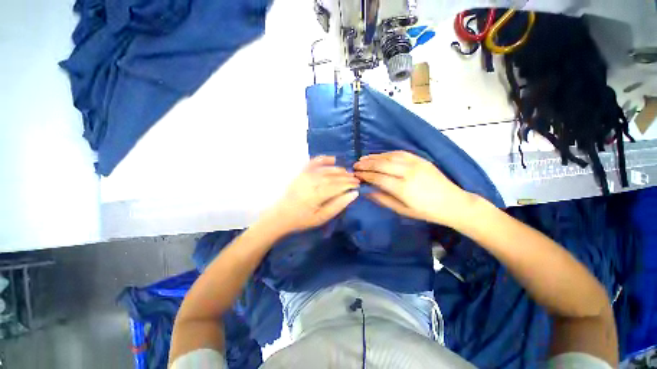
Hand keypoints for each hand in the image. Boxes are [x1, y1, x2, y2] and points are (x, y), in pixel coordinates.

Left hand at [263, 156, 358, 235]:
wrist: (280, 215)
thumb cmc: (302, 219)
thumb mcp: (321, 218)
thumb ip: (338, 205)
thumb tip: (354, 194)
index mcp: (317, 194)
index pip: (338, 186)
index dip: (349, 184)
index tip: (358, 184)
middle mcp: (312, 181)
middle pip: (333, 176)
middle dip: (346, 177)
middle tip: (356, 179)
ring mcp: (305, 175)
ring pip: (326, 169)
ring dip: (339, 170)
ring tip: (347, 173)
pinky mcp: (301, 173)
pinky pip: (314, 162)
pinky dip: (324, 159)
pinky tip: (333, 159)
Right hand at [354, 151, 479, 228]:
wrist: (452, 203)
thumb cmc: (426, 211)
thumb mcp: (402, 210)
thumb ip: (382, 199)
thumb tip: (366, 191)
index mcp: (403, 188)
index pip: (378, 178)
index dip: (365, 175)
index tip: (355, 175)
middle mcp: (408, 173)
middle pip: (381, 165)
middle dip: (366, 164)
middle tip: (355, 165)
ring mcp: (415, 164)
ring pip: (389, 156)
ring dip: (374, 157)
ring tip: (363, 158)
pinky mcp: (421, 159)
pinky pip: (400, 153)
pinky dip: (387, 153)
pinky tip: (380, 155)